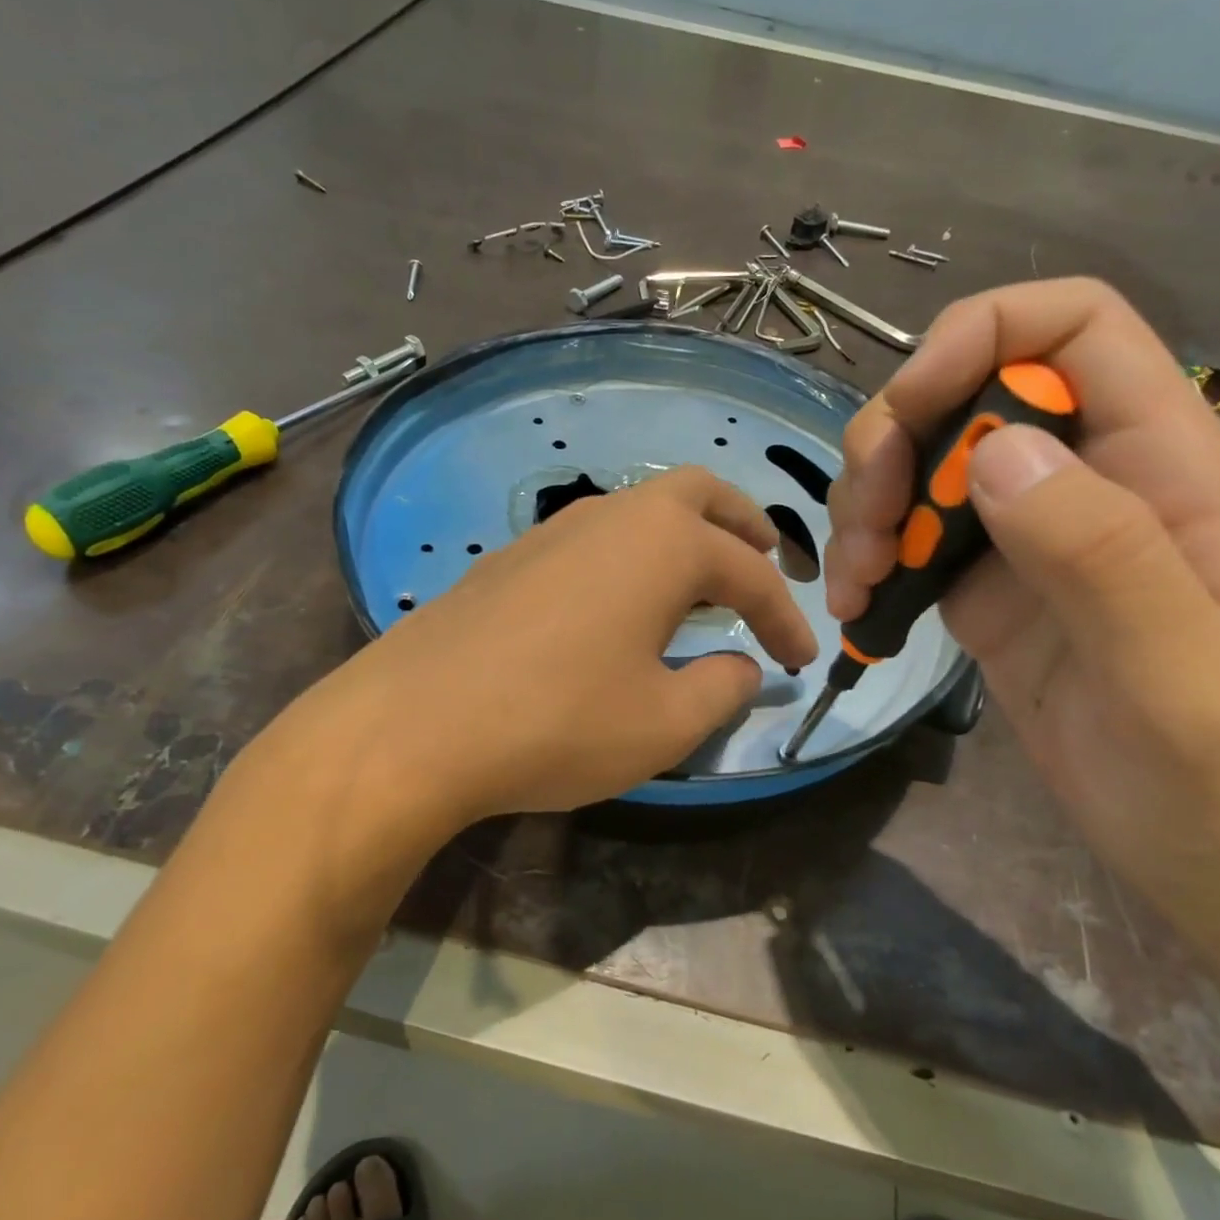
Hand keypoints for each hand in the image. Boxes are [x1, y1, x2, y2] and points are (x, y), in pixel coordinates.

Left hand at [270, 466, 816, 848]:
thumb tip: (742, 667)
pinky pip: (598, 538)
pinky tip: (623, 603)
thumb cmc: (559, 721)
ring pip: (642, 510)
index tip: (803, 660)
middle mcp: (615, 516)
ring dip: (686, 537)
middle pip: (700, 495)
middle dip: (743, 525)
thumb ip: (722, 689)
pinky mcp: (514, 556)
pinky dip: (634, 556)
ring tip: (702, 583)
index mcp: (666, 544)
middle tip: (769, 562)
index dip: (785, 618)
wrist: (416, 724)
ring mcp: (556, 529)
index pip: (751, 576)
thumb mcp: (664, 723)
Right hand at [826, 279, 1219, 953]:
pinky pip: (908, 540)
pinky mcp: (985, 589)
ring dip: (867, 505)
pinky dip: (867, 560)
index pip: (1076, 327)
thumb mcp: (1186, 678)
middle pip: (967, 392)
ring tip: (855, 582)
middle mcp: (1089, 480)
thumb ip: (1102, 554)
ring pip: (921, 463)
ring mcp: (1028, 536)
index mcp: (1165, 468)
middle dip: (894, 441)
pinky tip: (857, 609)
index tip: (910, 411)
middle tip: (866, 529)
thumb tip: (997, 448)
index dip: (983, 335)